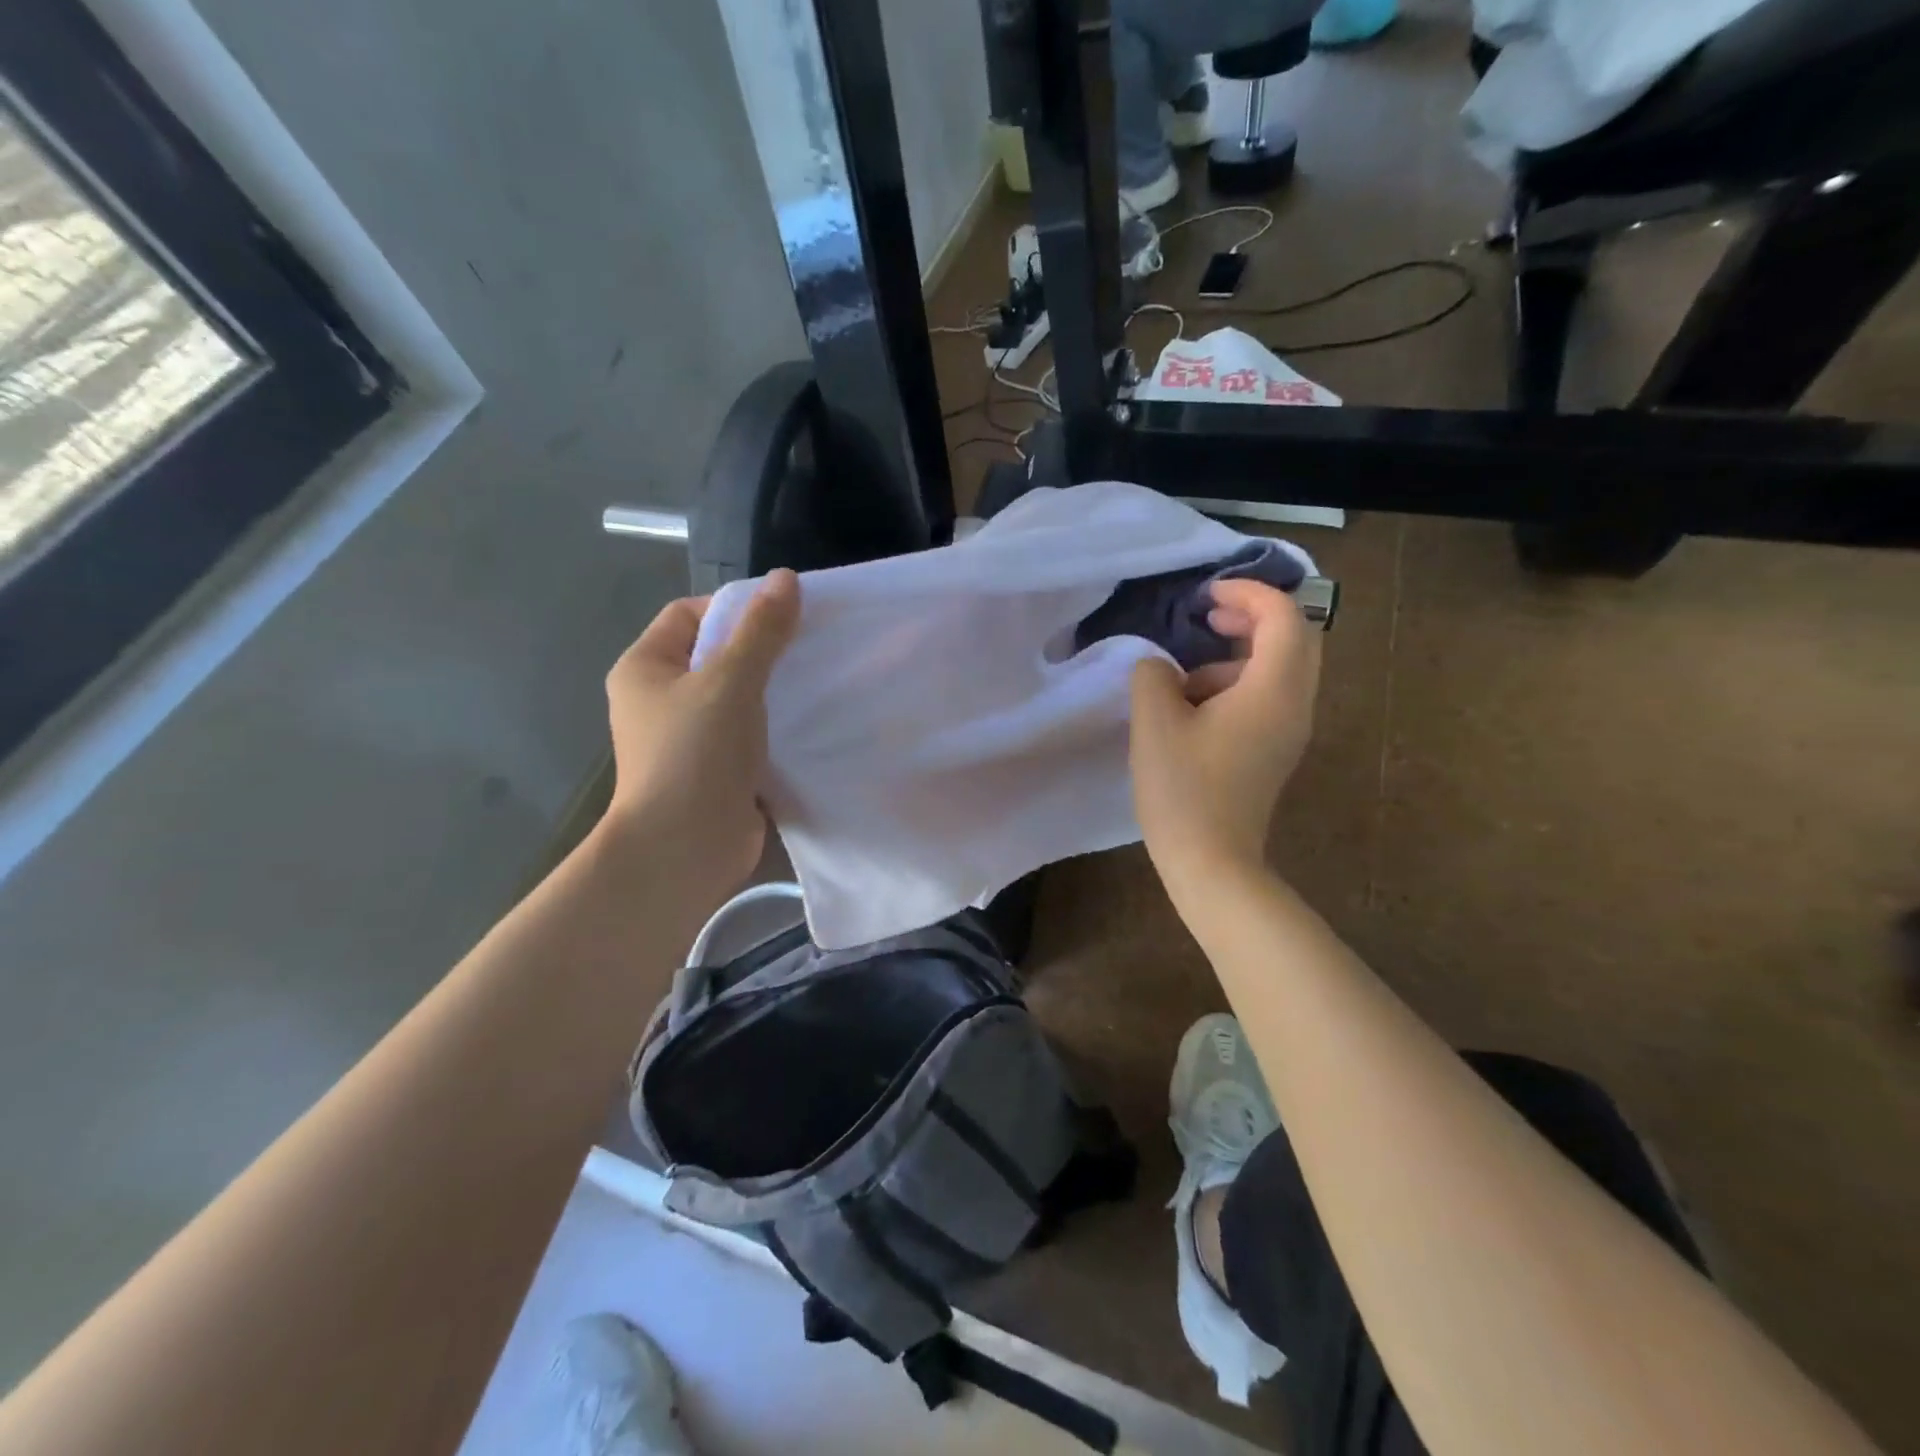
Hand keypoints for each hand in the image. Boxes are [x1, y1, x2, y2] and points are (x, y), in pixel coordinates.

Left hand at [601, 570, 800, 900]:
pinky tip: (812, 722)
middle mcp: (659, 699)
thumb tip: (787, 578)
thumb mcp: (730, 681)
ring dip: (773, 690)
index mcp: (645, 668)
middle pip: (715, 656)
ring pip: (736, 698)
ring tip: (819, 680)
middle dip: (762, 649)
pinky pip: (748, 734)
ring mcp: (687, 738)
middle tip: (810, 645)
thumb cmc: (695, 754)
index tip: (783, 614)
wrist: (683, 849)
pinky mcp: (714, 770)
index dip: (734, 607)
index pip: (689, 615)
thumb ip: (761, 631)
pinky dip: (775, 727)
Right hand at [1129, 578, 1320, 896]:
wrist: (1212, 863)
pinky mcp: (1275, 751)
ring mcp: (1290, 731)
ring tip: (1186, 676)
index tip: (1205, 595)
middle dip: (1253, 616)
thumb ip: (1153, 675)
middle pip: (1295, 638)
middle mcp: (1295, 704)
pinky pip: (1269, 697)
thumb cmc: (1183, 789)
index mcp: (1273, 690)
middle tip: (1208, 615)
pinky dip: (1238, 684)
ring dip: (1239, 655)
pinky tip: (1194, 710)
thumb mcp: (1154, 722)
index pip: (1283, 617)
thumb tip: (1160, 669)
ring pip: (1280, 669)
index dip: (1248, 592)